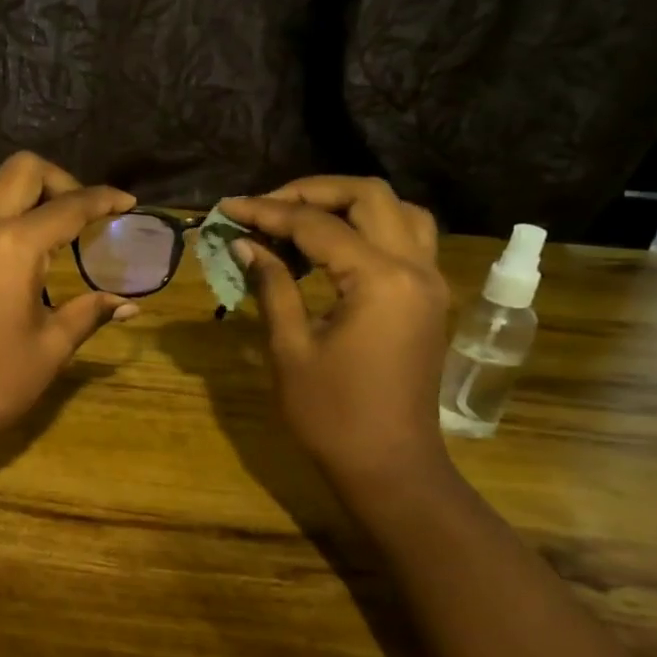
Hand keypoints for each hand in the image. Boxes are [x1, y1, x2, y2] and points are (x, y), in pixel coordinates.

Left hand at [0, 152, 138, 447]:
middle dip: (59, 181)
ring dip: (28, 205)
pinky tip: (16, 275)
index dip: (103, 199)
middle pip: (20, 171)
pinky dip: (4, 231)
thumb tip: (128, 304)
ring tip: (56, 247)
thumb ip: (89, 313)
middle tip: (82, 217)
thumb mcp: (51, 348)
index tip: (128, 203)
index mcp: (13, 246)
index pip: (68, 206)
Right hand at [220, 177, 451, 490]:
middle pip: (368, 196)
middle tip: (264, 207)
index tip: (227, 208)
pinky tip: (333, 245)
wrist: (389, 465)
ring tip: (299, 219)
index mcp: (380, 280)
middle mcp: (415, 268)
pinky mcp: (428, 297)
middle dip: (311, 191)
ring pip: (397, 210)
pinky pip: (407, 237)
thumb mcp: (291, 348)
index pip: (317, 224)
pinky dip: (371, 226)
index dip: (267, 211)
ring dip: (347, 203)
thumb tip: (245, 243)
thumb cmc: (332, 415)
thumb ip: (272, 285)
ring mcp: (429, 281)